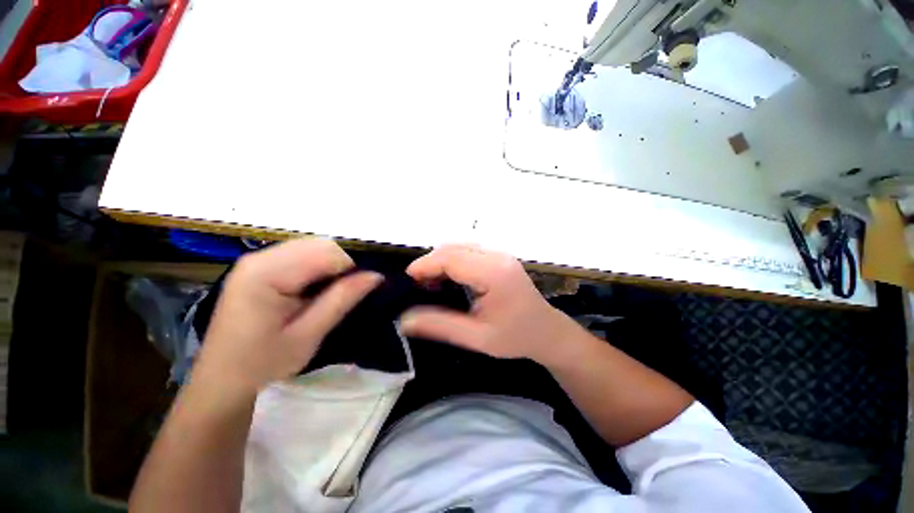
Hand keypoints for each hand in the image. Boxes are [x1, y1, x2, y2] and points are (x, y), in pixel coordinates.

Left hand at [193, 239, 381, 397]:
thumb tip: (376, 276)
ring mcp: (256, 259)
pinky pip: (301, 255)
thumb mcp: (309, 334)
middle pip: (320, 245)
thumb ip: (342, 299)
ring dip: (328, 268)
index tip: (351, 296)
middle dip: (339, 267)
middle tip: (338, 297)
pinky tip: (310, 292)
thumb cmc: (263, 363)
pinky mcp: (258, 266)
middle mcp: (260, 257)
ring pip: (313, 247)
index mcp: (267, 274)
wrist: (222, 380)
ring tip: (324, 296)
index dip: (349, 270)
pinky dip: (316, 269)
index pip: (328, 252)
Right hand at [400, 245, 582, 365]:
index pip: (451, 258)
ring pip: (460, 246)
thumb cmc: (515, 337)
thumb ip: (440, 326)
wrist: (546, 331)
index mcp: (494, 273)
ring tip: (431, 283)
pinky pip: (469, 251)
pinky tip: (449, 278)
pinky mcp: (499, 258)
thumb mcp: (477, 337)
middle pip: (454, 248)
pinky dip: (453, 261)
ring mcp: (500, 254)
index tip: (408, 279)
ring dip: (441, 260)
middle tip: (418, 285)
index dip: (426, 265)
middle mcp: (497, 256)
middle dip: (431, 262)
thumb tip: (404, 320)